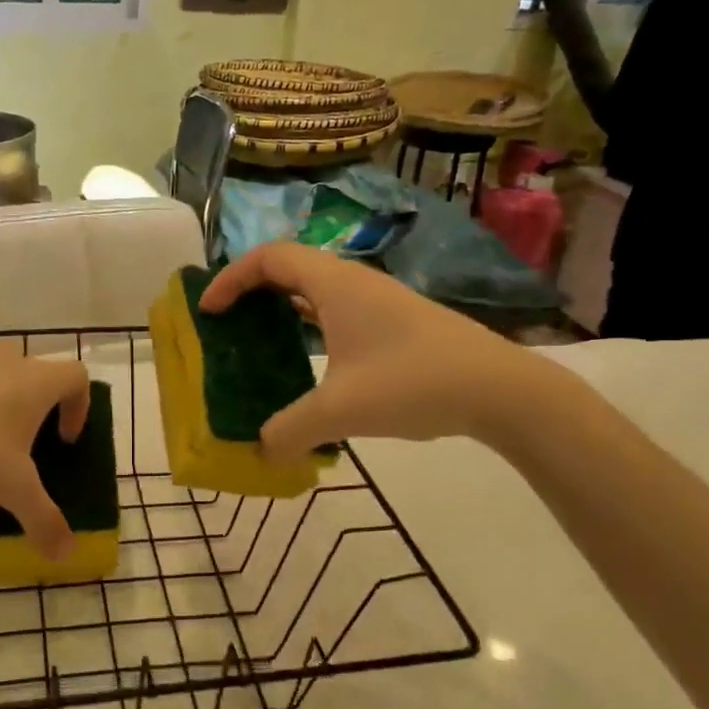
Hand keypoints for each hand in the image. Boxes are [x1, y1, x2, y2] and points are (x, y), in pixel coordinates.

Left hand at [0, 347, 90, 559]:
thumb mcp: (14, 490)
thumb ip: (44, 520)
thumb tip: (66, 554)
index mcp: (38, 381)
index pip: (77, 378)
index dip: (80, 407)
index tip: (64, 440)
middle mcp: (9, 361)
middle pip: (39, 375)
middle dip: (40, 408)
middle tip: (28, 445)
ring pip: (0, 377)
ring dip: (3, 405)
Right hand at [198, 242, 552, 458]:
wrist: (499, 389)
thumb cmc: (413, 382)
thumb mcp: (342, 411)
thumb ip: (291, 430)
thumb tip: (262, 451)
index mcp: (335, 285)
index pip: (269, 258)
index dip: (231, 278)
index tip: (209, 311)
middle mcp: (354, 283)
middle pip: (290, 267)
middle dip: (251, 290)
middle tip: (227, 322)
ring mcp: (379, 302)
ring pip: (316, 290)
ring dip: (282, 307)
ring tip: (259, 340)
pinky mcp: (395, 323)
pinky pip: (337, 311)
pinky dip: (309, 324)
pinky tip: (308, 361)